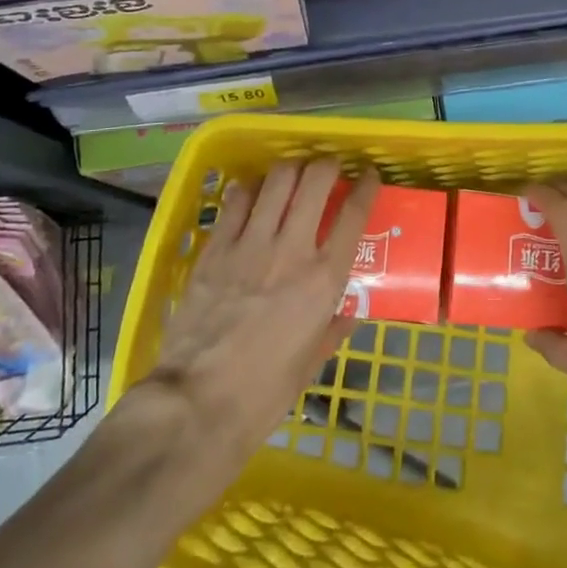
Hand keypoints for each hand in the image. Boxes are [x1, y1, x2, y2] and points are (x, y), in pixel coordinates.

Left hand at [148, 159, 381, 461]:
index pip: (353, 215)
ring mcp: (250, 244)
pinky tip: (252, 193)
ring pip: (276, 181)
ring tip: (293, 174)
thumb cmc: (264, 392)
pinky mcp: (215, 248)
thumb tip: (347, 314)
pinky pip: (236, 202)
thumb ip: (332, 330)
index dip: (366, 187)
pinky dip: (249, 190)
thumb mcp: (311, 364)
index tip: (368, 176)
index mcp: (324, 279)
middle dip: (327, 165)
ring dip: (291, 170)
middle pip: (315, 182)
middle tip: (329, 169)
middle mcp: (292, 249)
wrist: (198, 402)